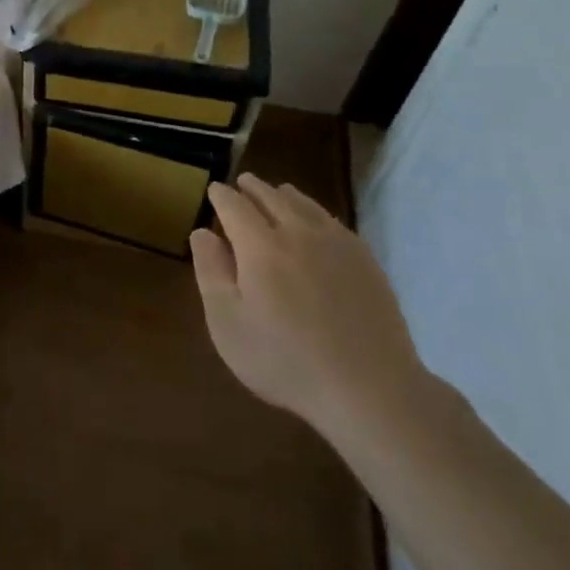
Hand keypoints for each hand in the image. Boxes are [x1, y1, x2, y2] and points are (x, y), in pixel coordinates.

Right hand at [189, 173, 426, 438]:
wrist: (368, 387)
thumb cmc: (284, 360)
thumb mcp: (228, 323)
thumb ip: (211, 272)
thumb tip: (202, 232)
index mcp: (260, 246)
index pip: (235, 206)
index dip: (221, 196)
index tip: (213, 190)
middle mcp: (299, 233)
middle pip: (272, 197)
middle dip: (252, 187)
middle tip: (241, 183)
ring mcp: (337, 244)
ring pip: (305, 204)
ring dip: (284, 194)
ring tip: (276, 192)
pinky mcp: (365, 260)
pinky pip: (332, 221)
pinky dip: (314, 212)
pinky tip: (315, 222)